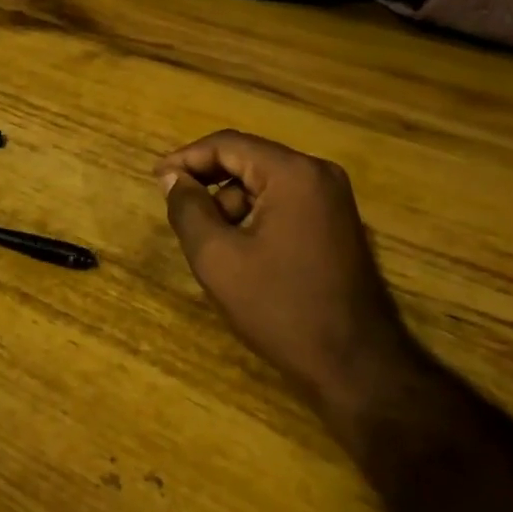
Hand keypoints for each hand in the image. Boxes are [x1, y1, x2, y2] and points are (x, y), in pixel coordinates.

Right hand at [157, 131, 415, 422]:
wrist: (355, 367)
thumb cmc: (281, 309)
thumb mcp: (218, 259)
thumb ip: (188, 210)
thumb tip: (173, 178)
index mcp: (293, 173)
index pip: (228, 144)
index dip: (187, 158)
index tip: (156, 179)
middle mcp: (319, 173)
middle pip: (249, 160)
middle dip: (209, 183)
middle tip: (177, 210)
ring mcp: (333, 198)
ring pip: (265, 183)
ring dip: (232, 204)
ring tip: (211, 245)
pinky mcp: (337, 223)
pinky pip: (284, 203)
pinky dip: (255, 217)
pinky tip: (242, 253)